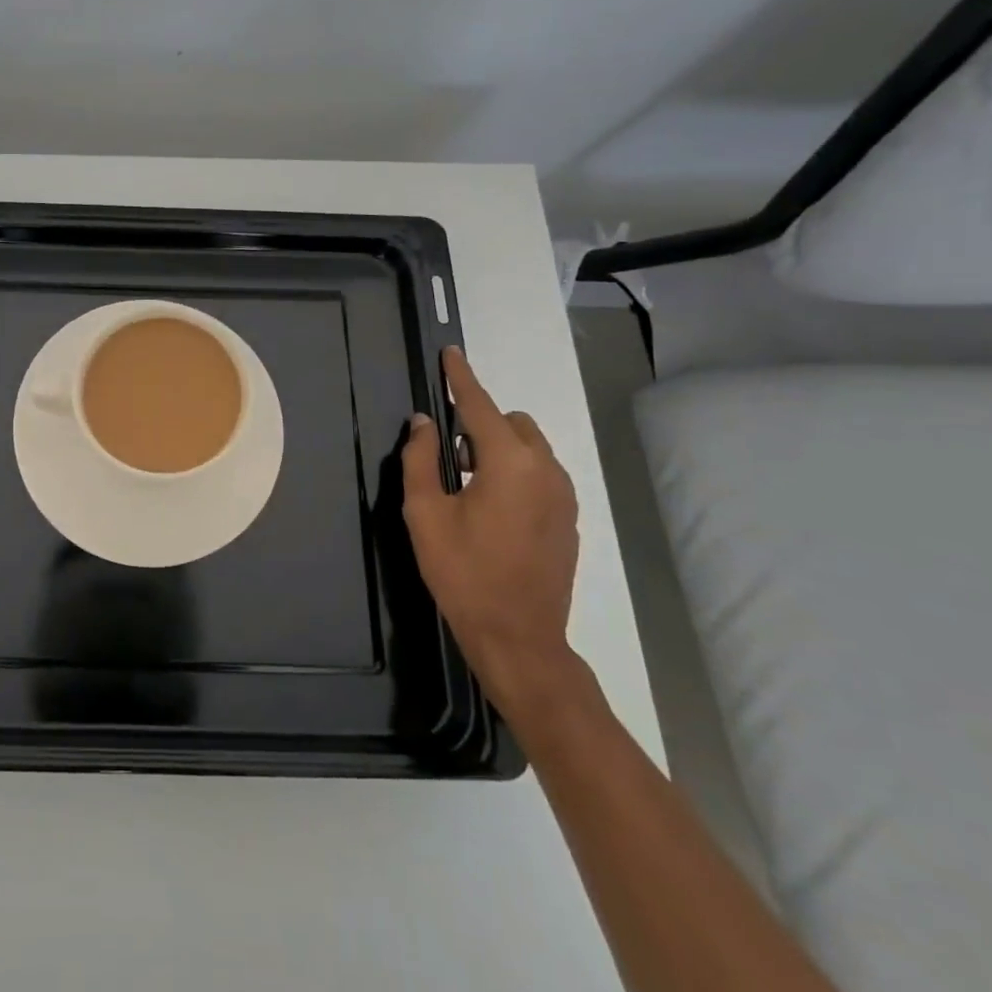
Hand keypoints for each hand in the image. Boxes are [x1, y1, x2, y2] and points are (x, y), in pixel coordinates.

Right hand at [401, 346, 580, 722]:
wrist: (519, 638)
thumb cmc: (463, 573)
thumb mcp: (425, 514)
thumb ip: (421, 459)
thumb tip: (423, 423)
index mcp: (510, 463)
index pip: (480, 405)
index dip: (460, 378)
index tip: (449, 353)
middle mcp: (546, 470)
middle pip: (512, 423)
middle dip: (480, 424)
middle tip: (449, 458)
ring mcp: (564, 496)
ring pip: (530, 448)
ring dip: (498, 449)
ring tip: (467, 487)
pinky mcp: (569, 519)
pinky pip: (540, 475)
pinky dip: (515, 473)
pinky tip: (492, 511)